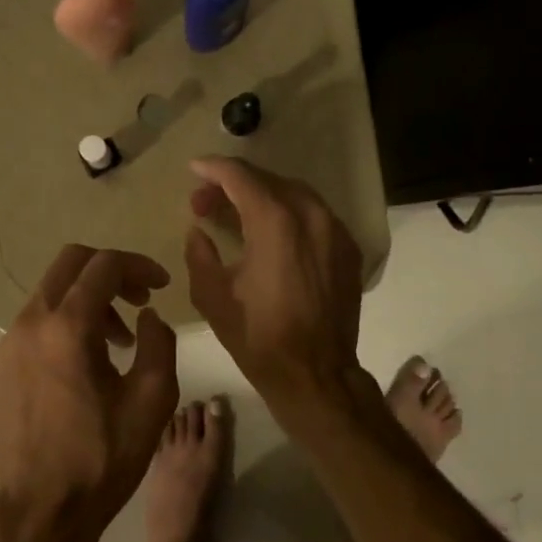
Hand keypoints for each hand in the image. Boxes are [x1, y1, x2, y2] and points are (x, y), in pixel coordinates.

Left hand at [0, 245, 178, 541]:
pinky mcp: (0, 367)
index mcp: (68, 327)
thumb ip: (158, 342)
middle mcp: (31, 324)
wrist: (40, 511)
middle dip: (110, 272)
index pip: (105, 266)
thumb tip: (147, 317)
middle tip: (140, 300)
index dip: (140, 266)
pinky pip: (36, 323)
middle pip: (70, 264)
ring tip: (119, 340)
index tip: (162, 286)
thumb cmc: (102, 457)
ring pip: (51, 293)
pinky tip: (86, 363)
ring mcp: (9, 345)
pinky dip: (66, 323)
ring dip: (89, 300)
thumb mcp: (152, 399)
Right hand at [184, 158, 368, 426]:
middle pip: (269, 180)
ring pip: (295, 194)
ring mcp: (335, 231)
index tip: (194, 168)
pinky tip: (272, 232)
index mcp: (275, 222)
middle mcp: (311, 215)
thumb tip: (199, 231)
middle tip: (206, 202)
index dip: (214, 168)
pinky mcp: (348, 249)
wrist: (315, 373)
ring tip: (237, 213)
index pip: (241, 177)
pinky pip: (315, 215)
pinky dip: (289, 213)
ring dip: (263, 196)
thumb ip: (199, 253)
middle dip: (234, 184)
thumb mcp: (212, 296)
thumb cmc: (258, 337)